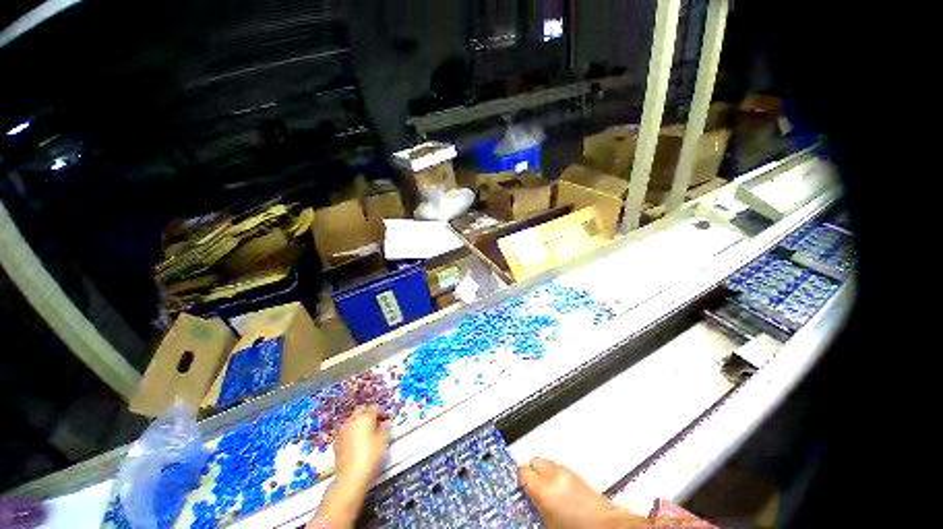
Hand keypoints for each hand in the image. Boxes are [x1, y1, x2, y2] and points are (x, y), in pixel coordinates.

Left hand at [334, 408, 390, 491]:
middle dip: (368, 414)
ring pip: (352, 420)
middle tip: (376, 424)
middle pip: (361, 411)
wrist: (351, 477)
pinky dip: (352, 432)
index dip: (381, 413)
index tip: (386, 421)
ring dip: (359, 423)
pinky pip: (346, 431)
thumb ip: (385, 428)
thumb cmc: (370, 456)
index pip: (374, 408)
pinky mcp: (336, 442)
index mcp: (365, 418)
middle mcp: (352, 421)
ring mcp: (342, 431)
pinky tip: (357, 442)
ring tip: (367, 433)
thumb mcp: (383, 441)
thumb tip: (386, 423)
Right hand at [519, 458, 647, 528]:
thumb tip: (526, 503)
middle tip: (528, 486)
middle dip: (530, 471)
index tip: (516, 485)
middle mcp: (555, 475)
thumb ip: (534, 506)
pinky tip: (557, 489)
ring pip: (547, 462)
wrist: (607, 527)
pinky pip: (559, 467)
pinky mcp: (578, 474)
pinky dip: (554, 473)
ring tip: (544, 488)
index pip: (522, 472)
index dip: (518, 479)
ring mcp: (568, 472)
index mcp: (545, 488)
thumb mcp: (548, 524)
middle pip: (534, 461)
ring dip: (543, 471)